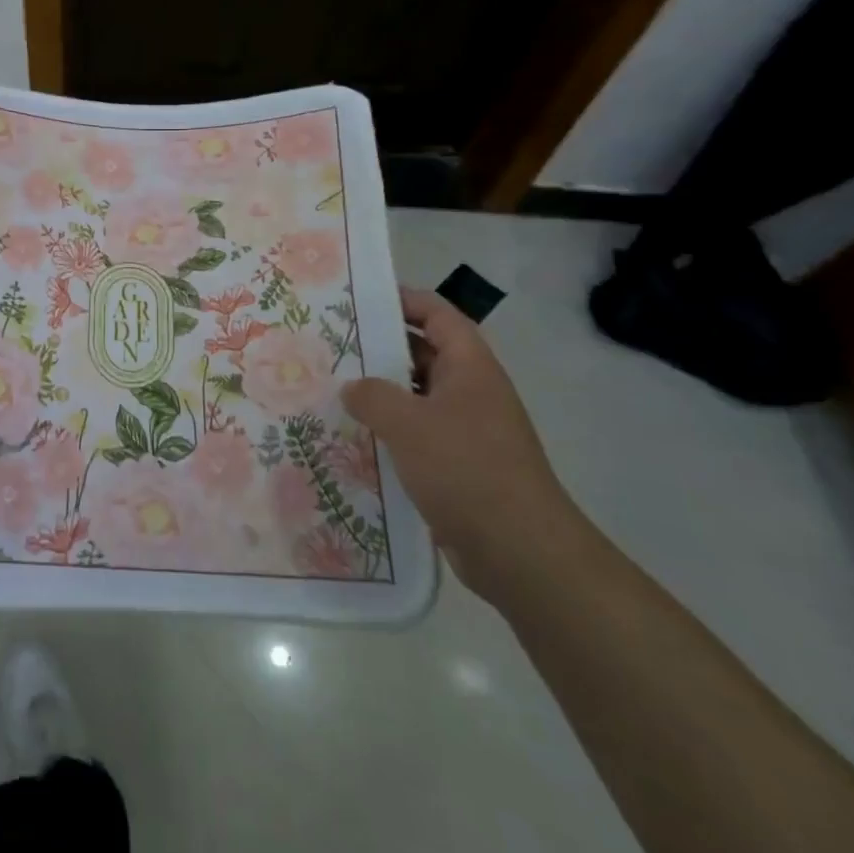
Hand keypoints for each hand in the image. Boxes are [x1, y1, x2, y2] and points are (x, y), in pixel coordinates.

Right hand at [341, 286, 581, 599]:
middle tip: (333, 345)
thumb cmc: (467, 469)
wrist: (520, 552)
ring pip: (418, 397)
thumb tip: (352, 388)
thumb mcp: (408, 423)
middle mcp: (472, 392)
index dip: (404, 301)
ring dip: (382, 394)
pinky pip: (419, 435)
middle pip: (425, 354)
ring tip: (334, 389)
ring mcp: (468, 431)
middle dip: (382, 348)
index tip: (361, 300)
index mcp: (471, 368)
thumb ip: (372, 396)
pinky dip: (390, 431)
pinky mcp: (459, 466)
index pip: (439, 315)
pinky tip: (355, 438)